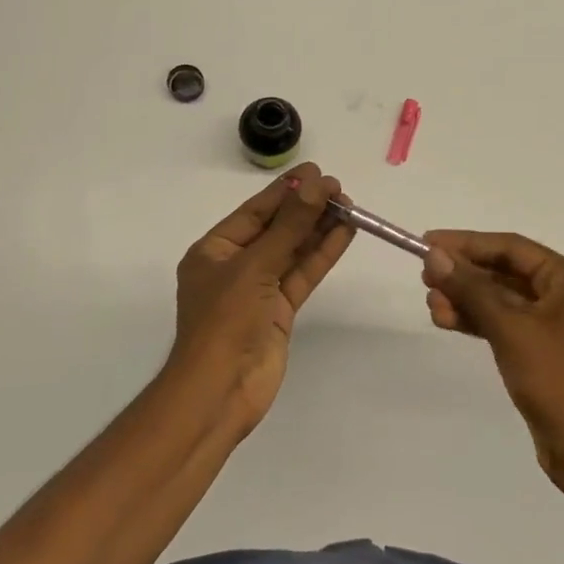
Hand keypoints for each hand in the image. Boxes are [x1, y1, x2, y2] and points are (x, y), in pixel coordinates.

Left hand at [169, 163, 353, 434]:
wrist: (221, 390)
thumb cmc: (225, 321)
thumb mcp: (256, 266)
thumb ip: (290, 226)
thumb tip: (316, 185)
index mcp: (214, 251)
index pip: (254, 212)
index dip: (286, 191)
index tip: (316, 172)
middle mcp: (235, 266)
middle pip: (276, 229)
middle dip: (306, 209)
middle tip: (340, 189)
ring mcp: (258, 290)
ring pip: (292, 251)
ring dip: (319, 229)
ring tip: (350, 206)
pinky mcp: (279, 311)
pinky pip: (302, 275)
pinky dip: (322, 255)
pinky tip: (344, 234)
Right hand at [422, 231, 563, 486]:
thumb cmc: (557, 382)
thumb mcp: (510, 329)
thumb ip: (472, 289)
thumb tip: (435, 256)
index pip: (512, 247)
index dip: (467, 243)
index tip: (428, 244)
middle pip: (506, 271)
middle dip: (464, 274)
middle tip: (425, 277)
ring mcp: (556, 326)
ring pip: (502, 300)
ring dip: (466, 299)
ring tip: (431, 305)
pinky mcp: (544, 352)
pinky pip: (506, 324)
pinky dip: (478, 321)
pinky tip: (447, 321)